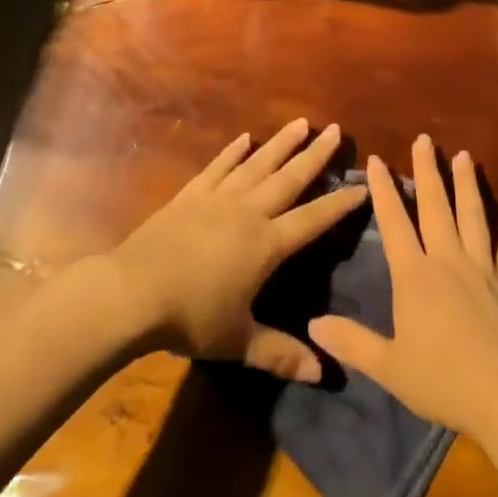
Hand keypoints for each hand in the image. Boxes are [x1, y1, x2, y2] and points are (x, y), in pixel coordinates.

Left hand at [108, 118, 365, 382]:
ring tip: (301, 123)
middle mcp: (248, 212)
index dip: (339, 204)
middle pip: (289, 178)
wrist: (135, 291)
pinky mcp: (191, 194)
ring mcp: (218, 198)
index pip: (312, 220)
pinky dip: (232, 151)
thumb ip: (280, 353)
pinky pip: (218, 167)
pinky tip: (244, 138)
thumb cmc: (191, 317)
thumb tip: (322, 373)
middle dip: (315, 155)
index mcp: (266, 244)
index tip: (362, 186)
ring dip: (281, 143)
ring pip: (257, 164)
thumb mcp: (239, 341)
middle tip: (336, 130)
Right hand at [307, 136, 497, 439]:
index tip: (376, 159)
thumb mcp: (389, 367)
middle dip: (428, 171)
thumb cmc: (443, 381)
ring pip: (473, 217)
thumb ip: (352, 342)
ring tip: (464, 156)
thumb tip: (313, 324)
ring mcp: (483, 270)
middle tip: (425, 139)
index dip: (384, 190)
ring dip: (468, 185)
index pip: (394, 223)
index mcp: (415, 276)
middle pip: (436, 207)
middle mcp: (448, 261)